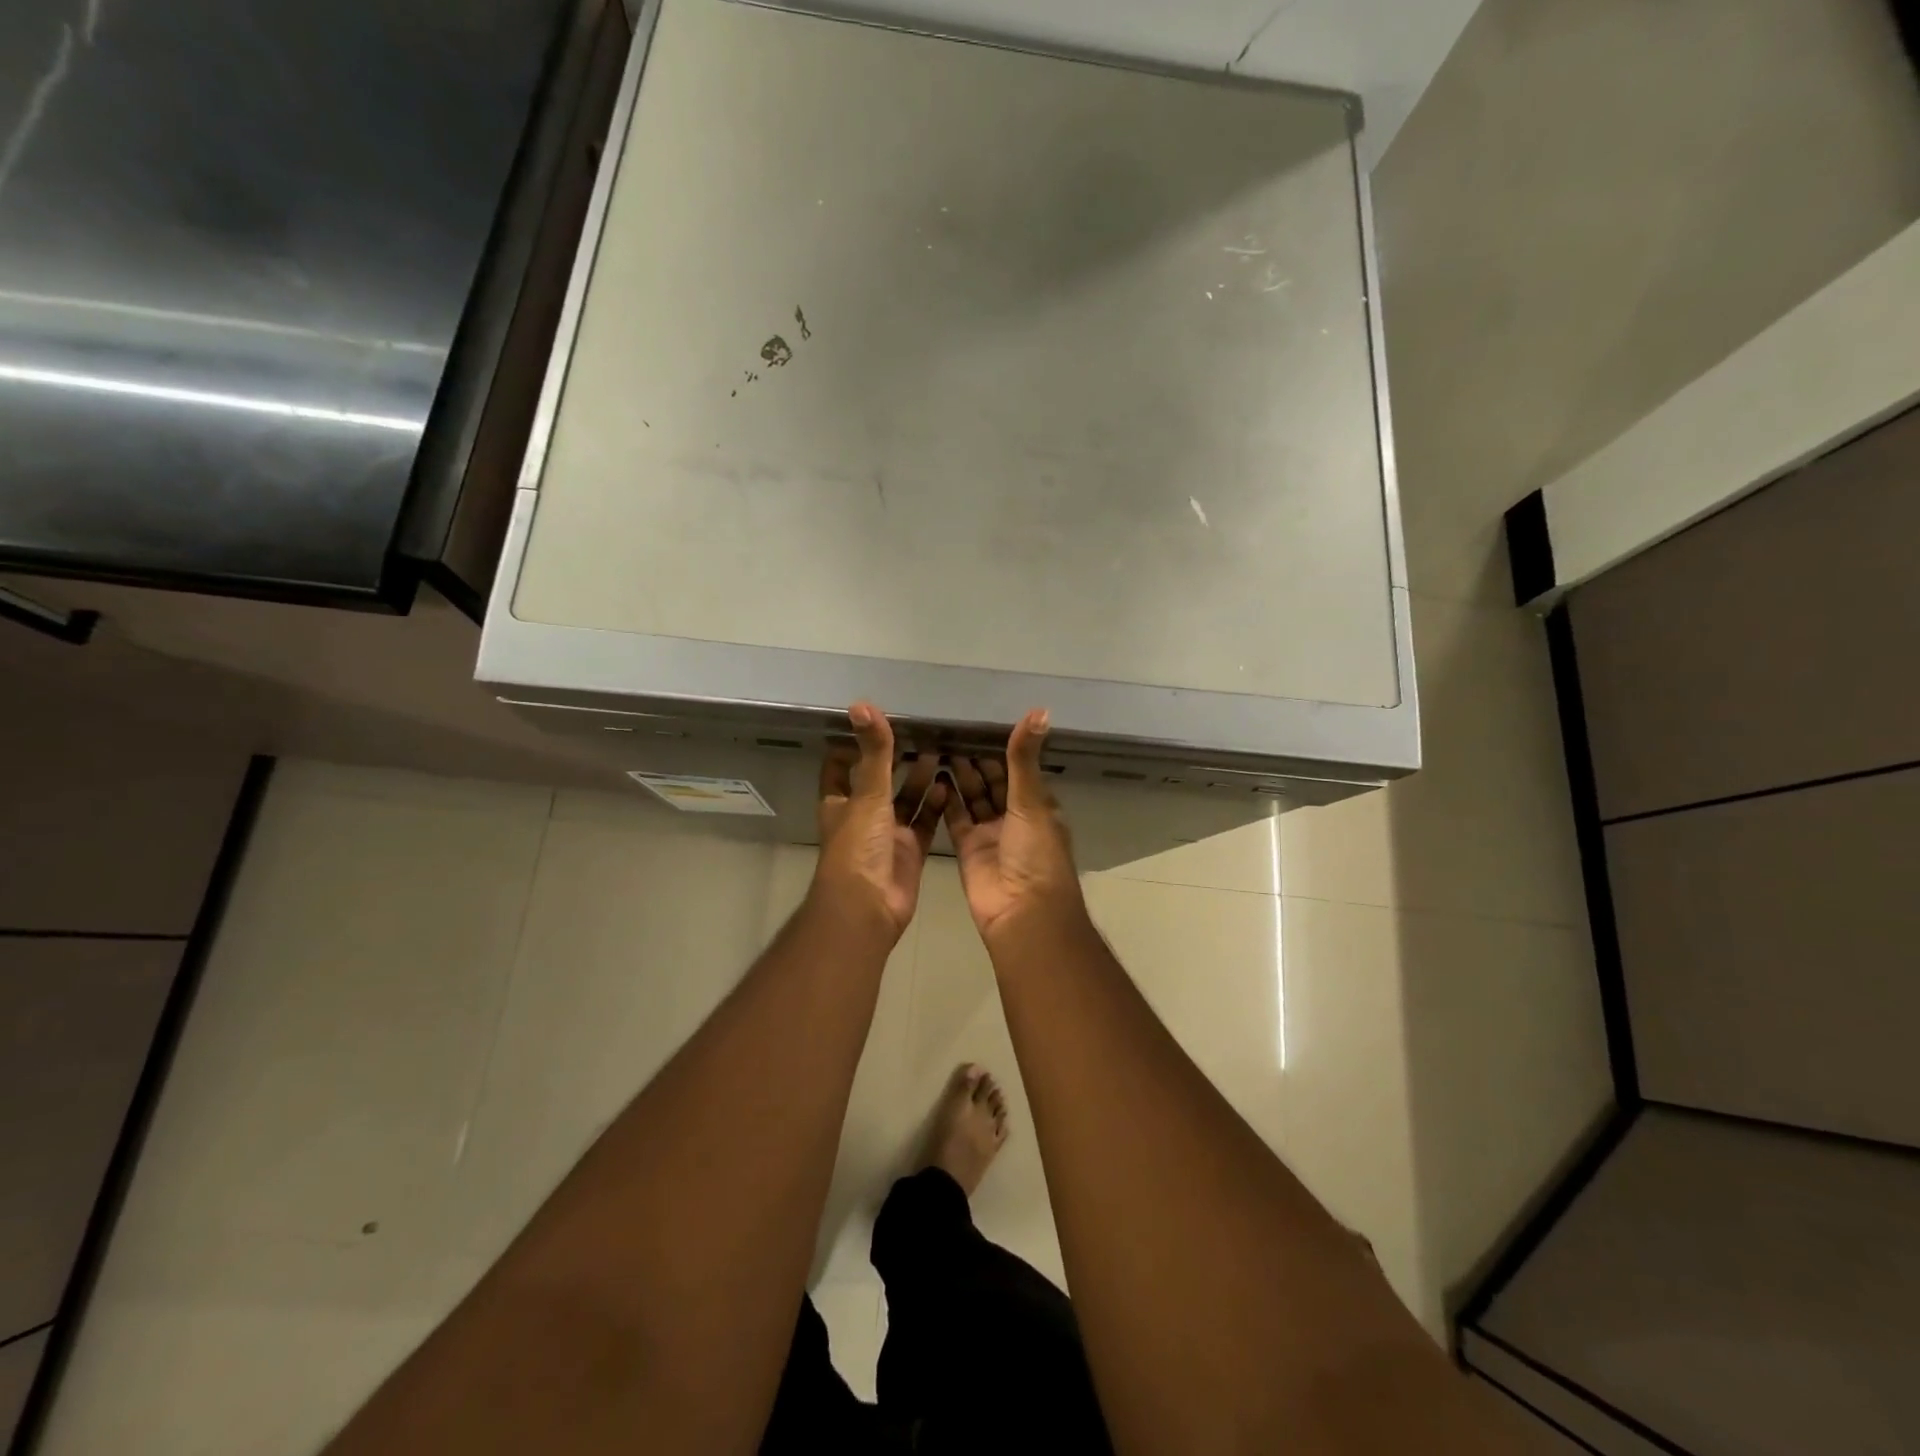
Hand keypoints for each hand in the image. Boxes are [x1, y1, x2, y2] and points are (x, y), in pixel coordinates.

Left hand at [812, 702, 946, 938]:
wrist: (869, 907)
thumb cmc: (859, 847)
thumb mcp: (867, 794)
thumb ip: (873, 752)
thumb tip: (862, 705)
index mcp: (841, 802)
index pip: (841, 765)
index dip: (853, 744)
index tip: (876, 721)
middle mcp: (862, 816)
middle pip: (879, 781)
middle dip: (897, 759)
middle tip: (923, 732)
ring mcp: (887, 835)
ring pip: (906, 801)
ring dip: (920, 779)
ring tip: (942, 751)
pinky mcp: (910, 851)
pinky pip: (925, 823)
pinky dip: (936, 806)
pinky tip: (949, 785)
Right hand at [943, 709, 1085, 943]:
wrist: (1022, 913)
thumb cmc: (1035, 853)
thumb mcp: (1032, 801)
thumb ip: (1025, 758)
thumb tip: (1040, 711)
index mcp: (1038, 806)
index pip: (1017, 770)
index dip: (1000, 750)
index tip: (976, 725)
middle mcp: (1015, 818)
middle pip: (993, 783)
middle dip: (975, 761)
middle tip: (949, 732)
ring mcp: (990, 834)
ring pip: (973, 799)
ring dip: (959, 776)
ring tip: (937, 748)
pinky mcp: (968, 849)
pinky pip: (956, 819)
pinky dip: (946, 800)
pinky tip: (932, 777)